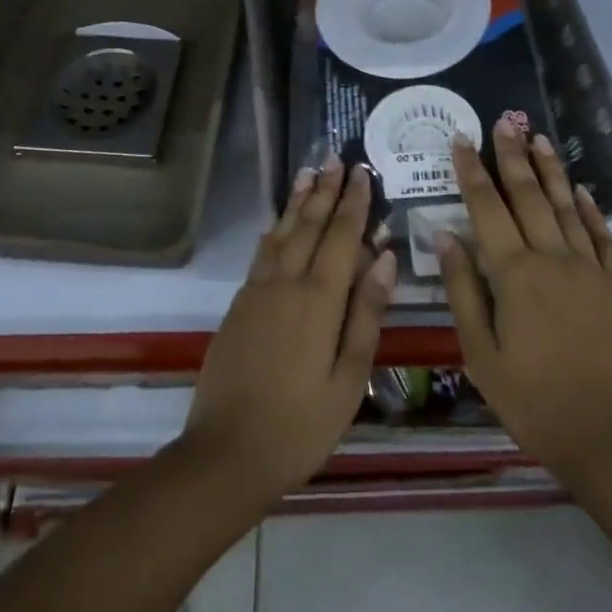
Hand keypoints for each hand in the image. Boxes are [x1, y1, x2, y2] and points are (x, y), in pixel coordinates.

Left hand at [182, 162, 396, 504]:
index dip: (354, 204)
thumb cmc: (300, 425)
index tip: (362, 172)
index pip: (342, 237)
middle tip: (336, 158)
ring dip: (298, 201)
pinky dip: (274, 230)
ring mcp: (258, 291)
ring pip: (283, 233)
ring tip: (308, 173)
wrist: (226, 452)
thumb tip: (385, 259)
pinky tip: (278, 223)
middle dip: (326, 191)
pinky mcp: (239, 305)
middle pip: (310, 226)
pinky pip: (261, 254)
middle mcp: (286, 283)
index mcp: (319, 300)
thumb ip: (366, 315)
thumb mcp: (348, 379)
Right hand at [438, 119, 611, 485]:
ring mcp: (591, 270)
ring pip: (568, 207)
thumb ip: (462, 290)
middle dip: (512, 156)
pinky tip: (583, 190)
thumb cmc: (533, 400)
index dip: (473, 171)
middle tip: (504, 121)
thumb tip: (445, 235)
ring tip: (540, 139)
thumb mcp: (480, 354)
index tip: (462, 140)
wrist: (609, 438)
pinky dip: (592, 210)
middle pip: (529, 196)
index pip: (488, 208)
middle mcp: (553, 258)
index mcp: (514, 273)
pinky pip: (603, 237)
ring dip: (552, 171)